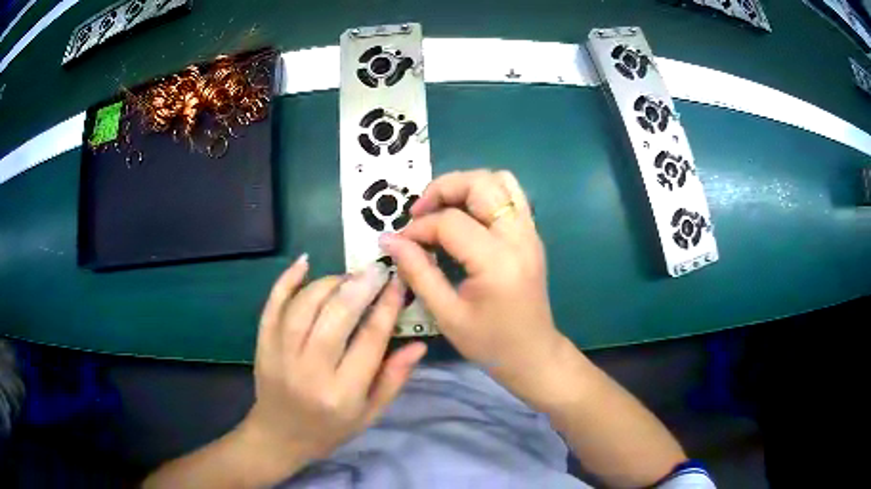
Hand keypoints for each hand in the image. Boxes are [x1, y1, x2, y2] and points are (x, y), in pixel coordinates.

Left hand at [239, 256, 426, 474]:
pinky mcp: (262, 344)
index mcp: (343, 393)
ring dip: (329, 283)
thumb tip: (419, 344)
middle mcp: (310, 371)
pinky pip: (272, 305)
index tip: (398, 283)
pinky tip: (304, 262)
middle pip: (336, 316)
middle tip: (377, 270)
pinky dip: (287, 280)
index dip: (387, 307)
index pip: (369, 340)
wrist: (279, 436)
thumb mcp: (370, 414)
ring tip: (349, 277)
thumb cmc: (330, 429)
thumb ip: (394, 379)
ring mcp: (280, 355)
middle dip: (360, 286)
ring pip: (304, 305)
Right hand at [380, 170, 568, 406]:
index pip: (451, 222)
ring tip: (442, 208)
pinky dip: (484, 194)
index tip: (400, 243)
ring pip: (500, 180)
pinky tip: (466, 216)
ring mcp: (530, 232)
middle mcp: (519, 237)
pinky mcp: (531, 234)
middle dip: (443, 189)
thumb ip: (418, 273)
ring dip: (466, 185)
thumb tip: (390, 240)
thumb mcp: (447, 315)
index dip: (419, 228)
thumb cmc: (489, 342)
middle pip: (481, 183)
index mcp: (498, 261)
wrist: (533, 353)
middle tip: (420, 212)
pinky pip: (511, 195)